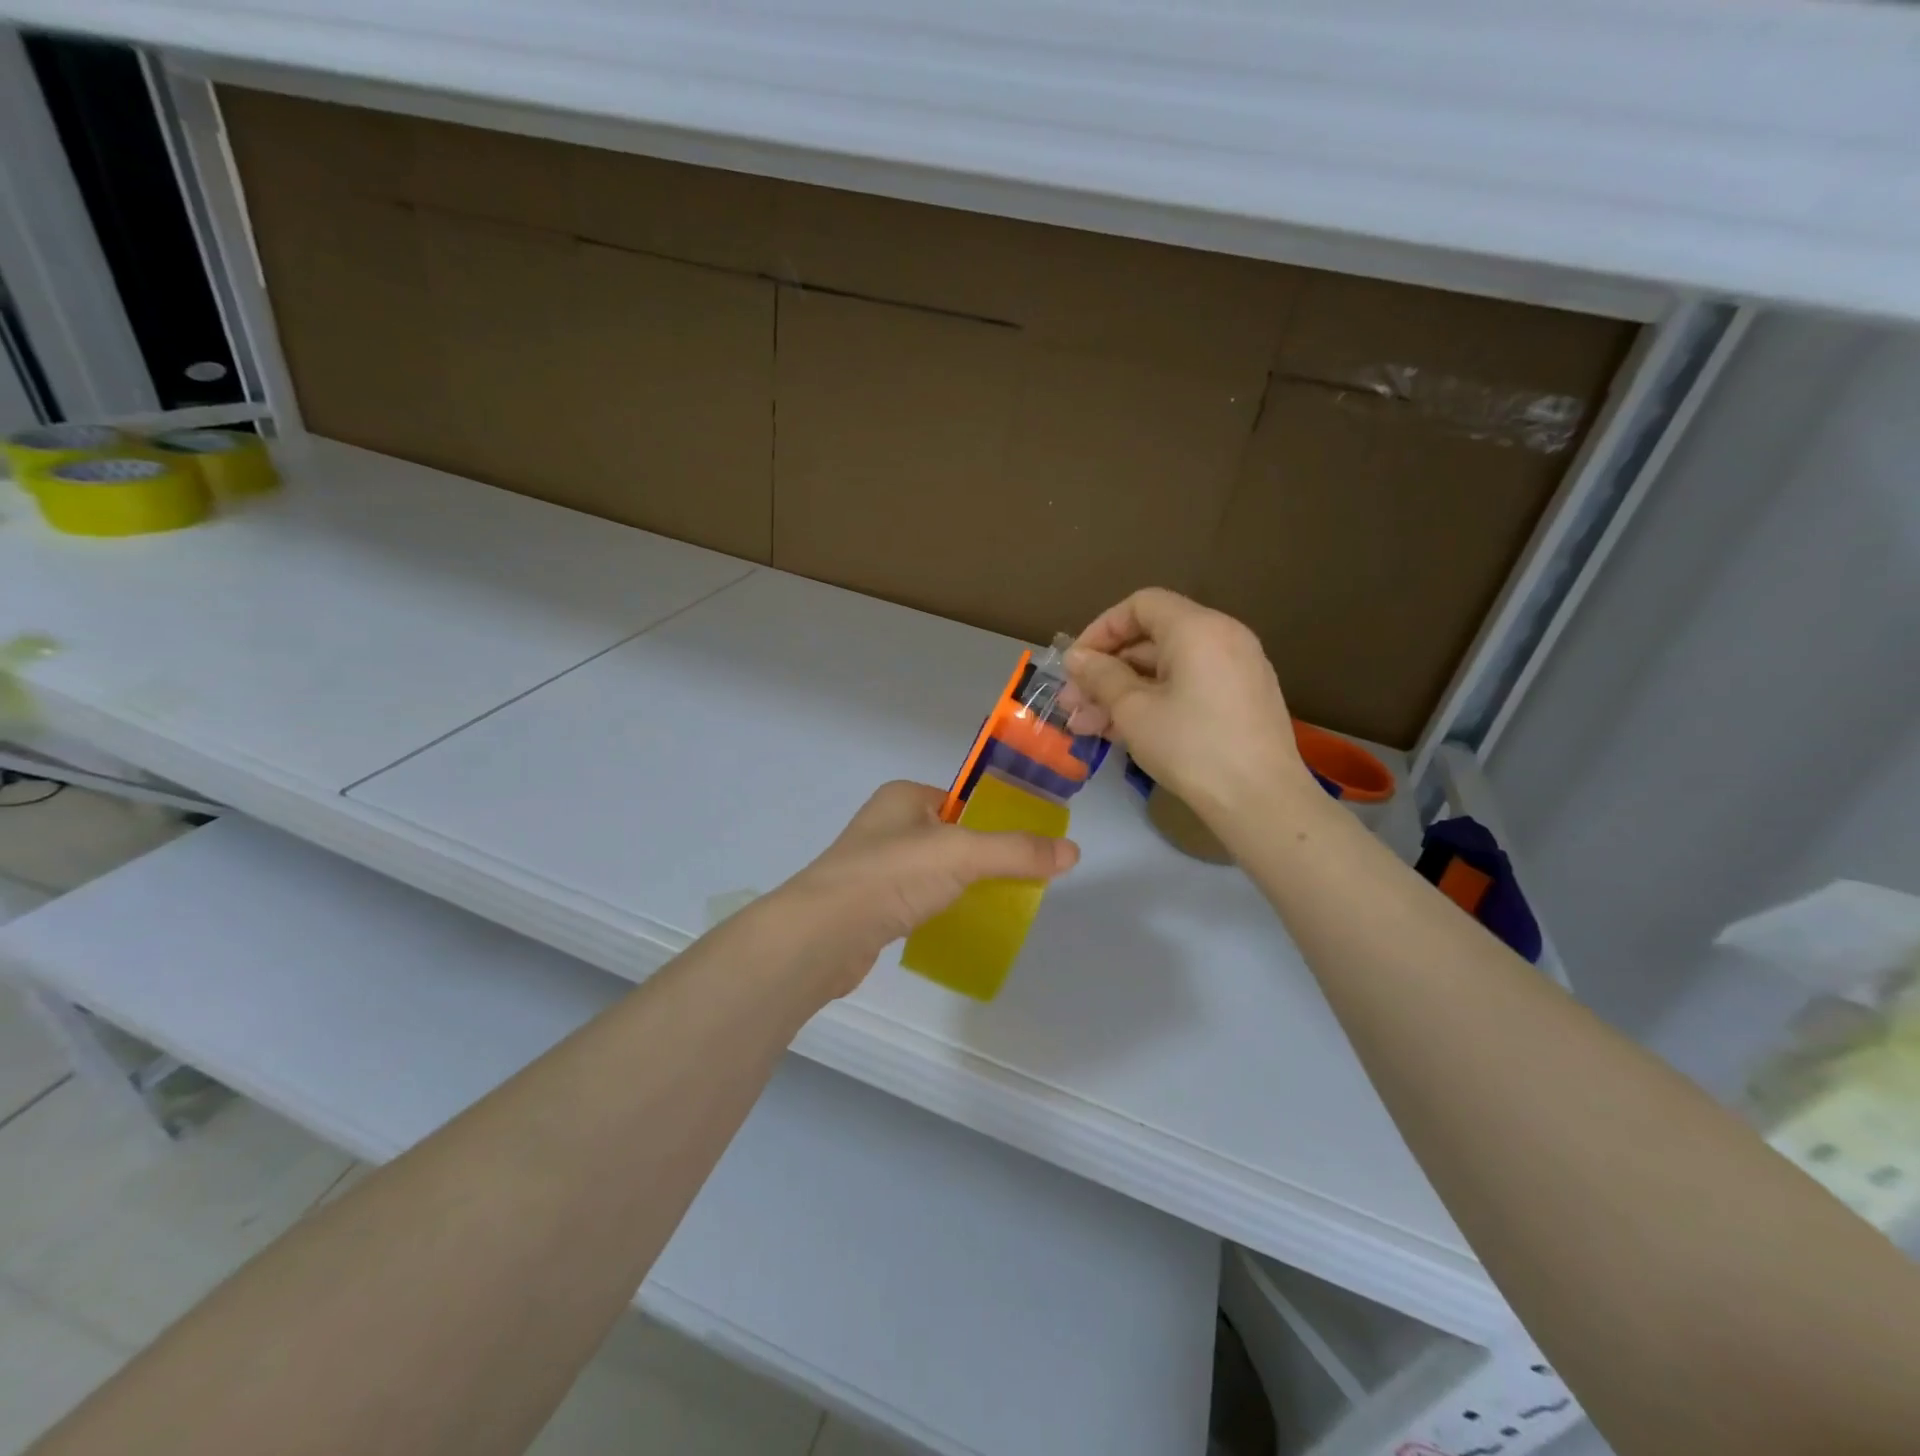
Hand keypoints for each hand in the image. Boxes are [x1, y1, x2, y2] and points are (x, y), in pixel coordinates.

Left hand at [776, 781, 1078, 997]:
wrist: (822, 934)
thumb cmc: (892, 876)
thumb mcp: (962, 854)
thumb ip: (1017, 851)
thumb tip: (1073, 852)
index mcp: (904, 796)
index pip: (962, 800)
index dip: (995, 819)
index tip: (1028, 846)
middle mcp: (887, 824)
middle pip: (951, 835)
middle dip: (984, 857)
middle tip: (1020, 881)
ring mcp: (875, 865)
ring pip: (935, 869)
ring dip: (962, 885)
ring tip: (997, 904)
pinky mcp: (871, 904)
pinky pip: (917, 898)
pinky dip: (940, 907)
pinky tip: (957, 924)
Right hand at [1059, 588, 1310, 819]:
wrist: (1261, 801)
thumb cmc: (1191, 747)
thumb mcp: (1134, 711)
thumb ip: (1101, 677)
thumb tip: (1076, 658)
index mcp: (1198, 628)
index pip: (1140, 605)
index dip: (1101, 630)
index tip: (1076, 665)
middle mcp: (1223, 637)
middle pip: (1152, 639)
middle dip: (1106, 671)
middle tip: (1072, 705)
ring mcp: (1236, 669)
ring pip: (1166, 669)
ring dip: (1123, 693)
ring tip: (1086, 727)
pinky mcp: (1241, 700)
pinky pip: (1188, 686)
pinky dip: (1154, 701)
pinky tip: (1122, 732)